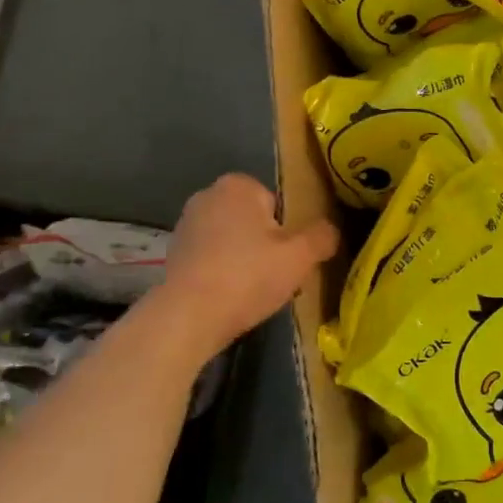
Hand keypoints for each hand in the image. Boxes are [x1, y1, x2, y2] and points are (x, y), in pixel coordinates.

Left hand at [154, 173, 337, 362]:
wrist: (187, 317)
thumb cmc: (247, 276)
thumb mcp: (300, 256)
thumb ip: (322, 236)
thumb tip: (330, 231)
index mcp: (238, 185)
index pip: (277, 203)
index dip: (287, 231)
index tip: (288, 257)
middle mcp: (207, 195)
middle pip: (254, 221)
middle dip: (265, 244)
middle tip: (275, 276)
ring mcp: (185, 225)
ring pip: (232, 240)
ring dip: (244, 260)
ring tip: (253, 292)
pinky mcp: (172, 254)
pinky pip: (212, 258)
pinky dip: (222, 273)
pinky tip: (228, 298)